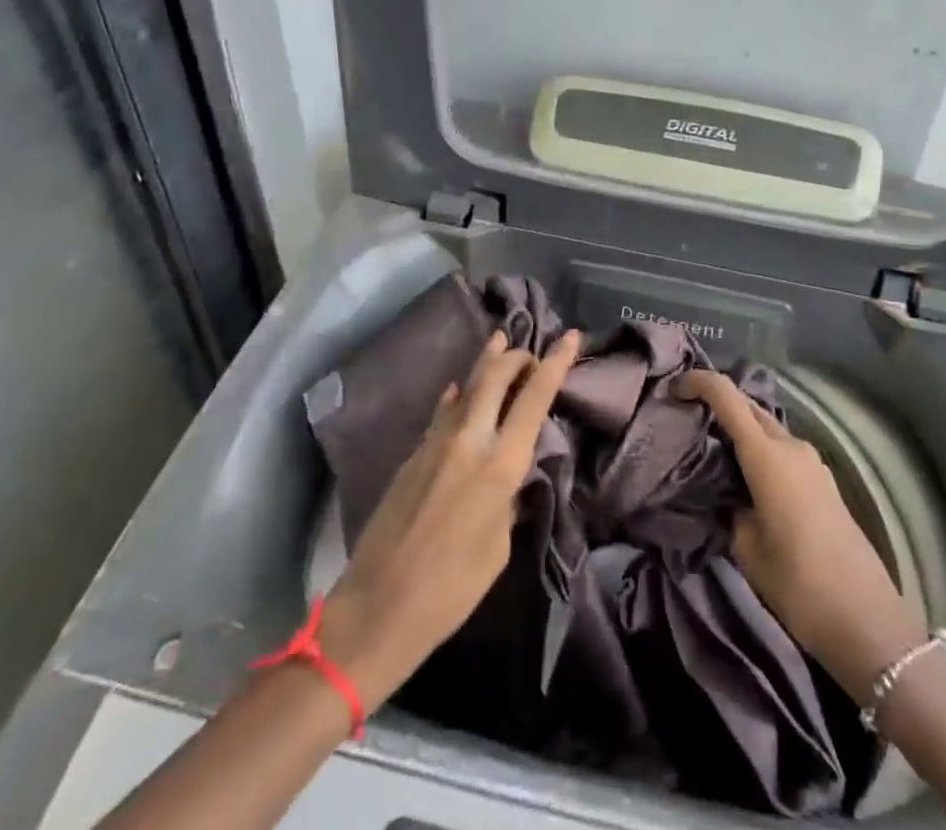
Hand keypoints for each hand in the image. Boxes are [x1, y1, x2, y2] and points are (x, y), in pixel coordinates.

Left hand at [315, 329, 580, 707]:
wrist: (377, 607)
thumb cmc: (451, 590)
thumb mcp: (499, 546)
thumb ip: (508, 498)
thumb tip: (510, 475)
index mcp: (498, 466)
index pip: (534, 400)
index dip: (554, 364)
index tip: (568, 337)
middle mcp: (468, 441)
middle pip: (494, 377)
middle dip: (516, 356)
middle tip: (530, 351)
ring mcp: (435, 444)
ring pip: (465, 387)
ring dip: (486, 363)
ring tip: (499, 340)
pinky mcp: (412, 455)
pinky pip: (443, 413)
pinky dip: (458, 396)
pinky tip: (458, 390)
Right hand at [675, 369, 926, 700]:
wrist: (866, 619)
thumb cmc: (798, 582)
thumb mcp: (746, 547)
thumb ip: (730, 506)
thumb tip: (728, 494)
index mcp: (768, 455)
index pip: (727, 396)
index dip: (698, 382)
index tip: (673, 389)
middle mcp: (791, 446)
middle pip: (749, 407)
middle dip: (718, 404)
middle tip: (688, 421)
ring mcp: (812, 462)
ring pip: (767, 429)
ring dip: (741, 430)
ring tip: (712, 453)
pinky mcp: (823, 481)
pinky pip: (783, 450)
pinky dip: (760, 451)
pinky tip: (745, 479)